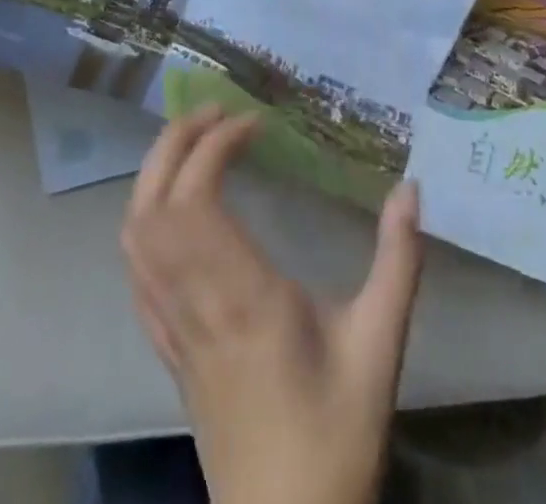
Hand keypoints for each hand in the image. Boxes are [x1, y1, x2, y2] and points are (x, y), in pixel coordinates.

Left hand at [121, 109, 423, 503]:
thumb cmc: (333, 434)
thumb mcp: (379, 346)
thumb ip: (398, 263)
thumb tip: (411, 189)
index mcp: (243, 299)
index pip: (196, 201)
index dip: (213, 147)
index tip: (253, 123)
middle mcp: (195, 306)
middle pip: (152, 208)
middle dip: (173, 145)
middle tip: (213, 112)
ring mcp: (173, 331)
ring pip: (134, 239)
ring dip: (153, 177)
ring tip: (192, 144)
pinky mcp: (168, 351)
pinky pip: (136, 275)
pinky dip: (143, 223)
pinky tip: (170, 209)